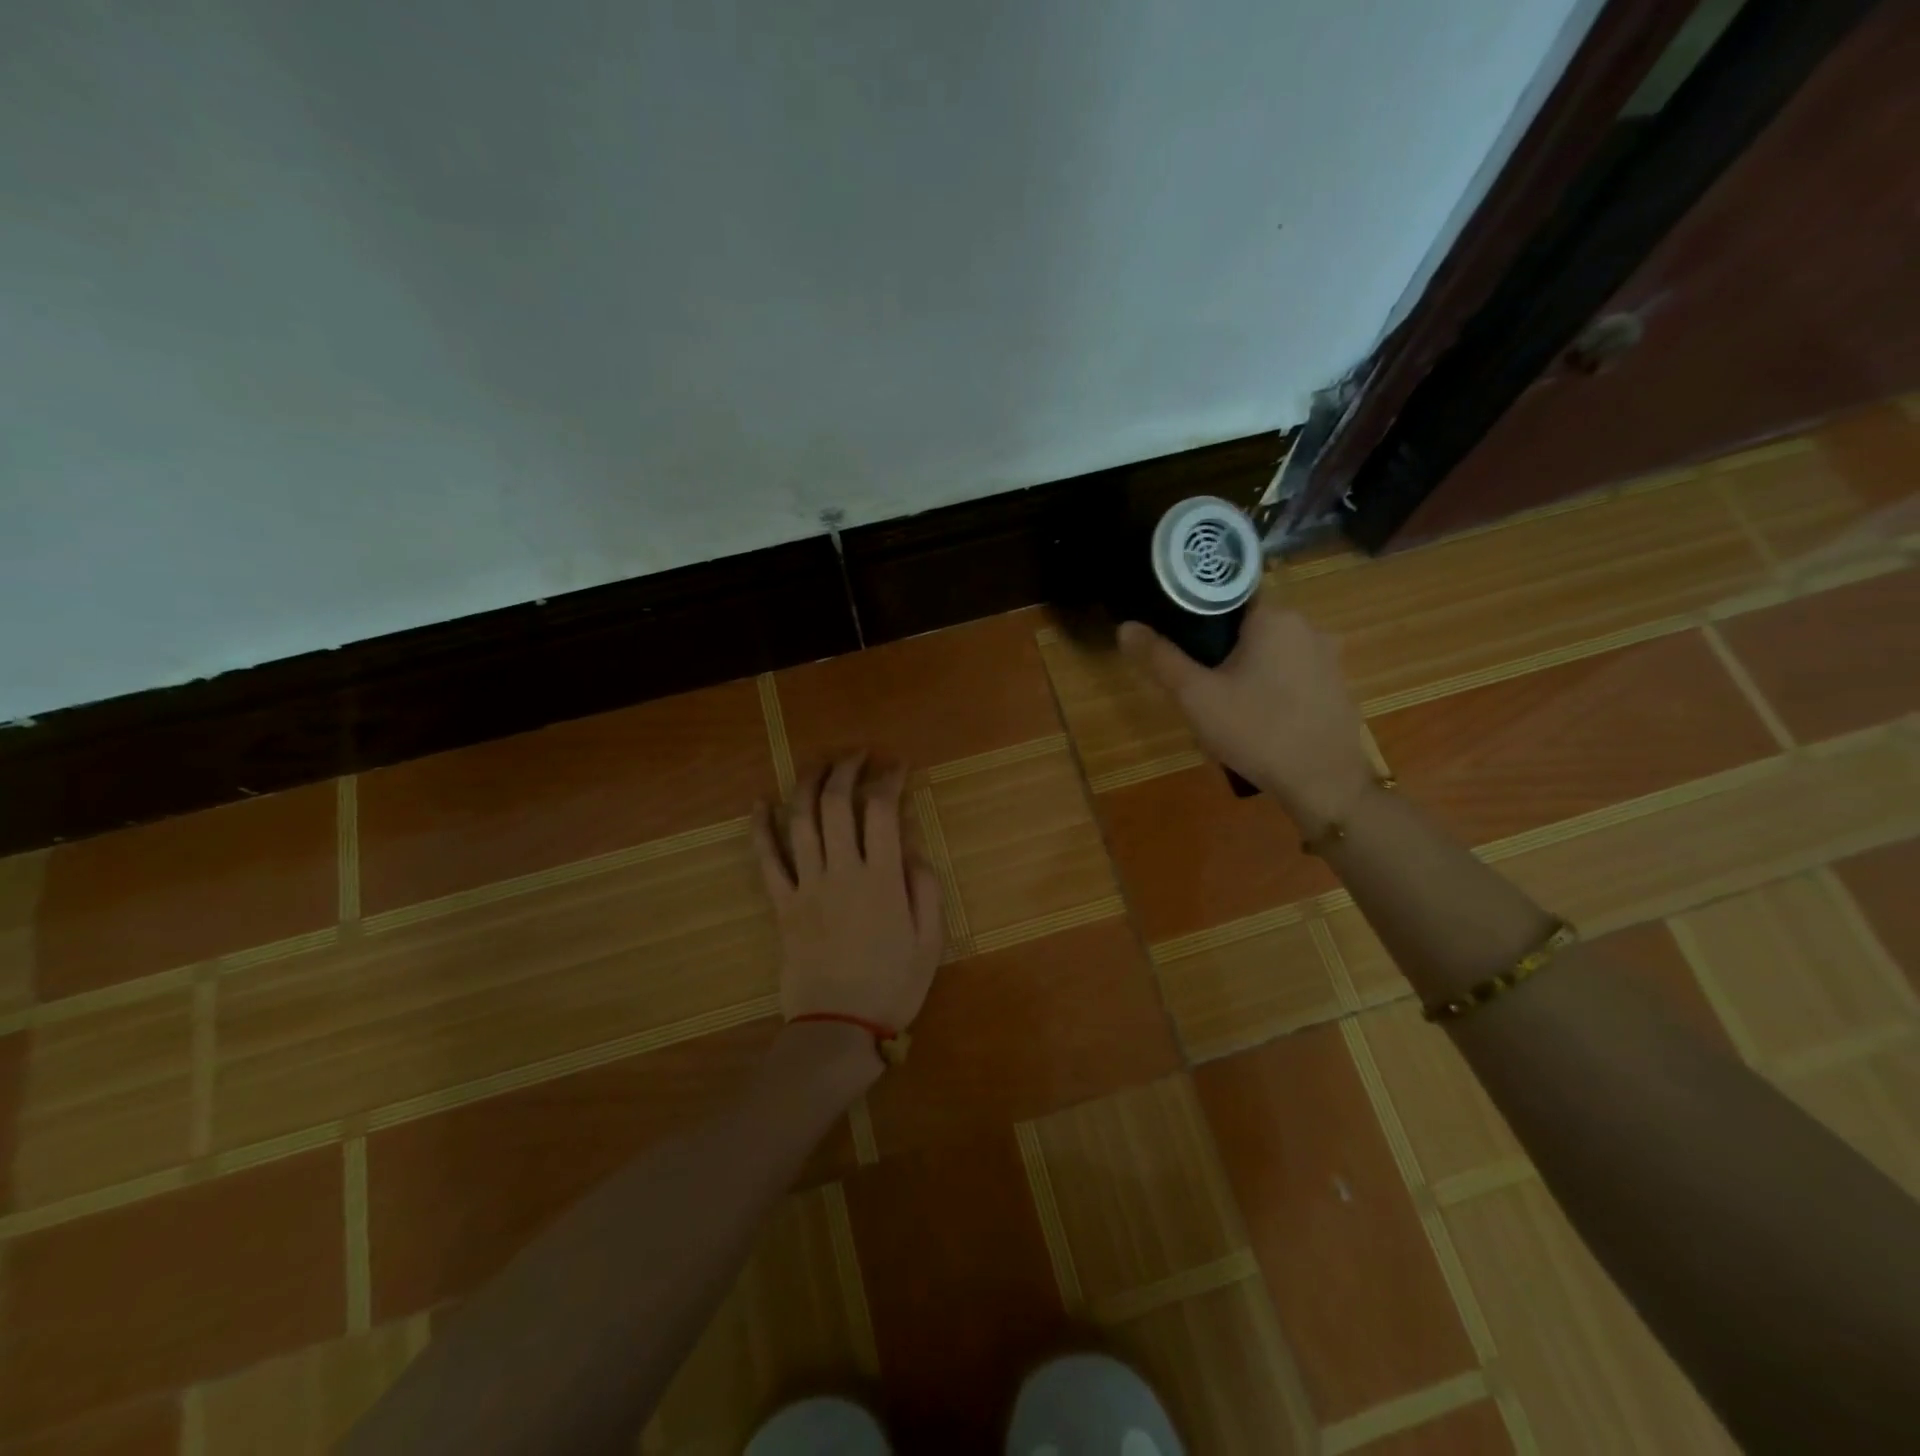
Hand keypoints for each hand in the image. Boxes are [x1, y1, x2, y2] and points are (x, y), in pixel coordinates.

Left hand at [751, 754, 944, 1038]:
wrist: (837, 1028)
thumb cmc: (891, 986)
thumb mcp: (930, 943)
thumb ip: (925, 890)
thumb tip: (912, 851)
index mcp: (881, 879)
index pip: (881, 811)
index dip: (888, 779)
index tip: (896, 765)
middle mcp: (841, 872)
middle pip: (836, 804)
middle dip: (846, 769)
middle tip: (857, 755)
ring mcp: (806, 886)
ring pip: (799, 821)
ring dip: (807, 784)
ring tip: (818, 763)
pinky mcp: (781, 905)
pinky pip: (766, 860)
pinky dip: (760, 828)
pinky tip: (760, 802)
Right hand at [1118, 604, 1376, 832]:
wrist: (1323, 783)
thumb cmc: (1256, 731)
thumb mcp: (1196, 696)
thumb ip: (1160, 658)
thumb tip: (1125, 627)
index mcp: (1274, 616)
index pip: (1227, 593)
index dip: (1197, 613)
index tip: (1178, 640)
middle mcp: (1307, 625)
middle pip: (1248, 624)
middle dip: (1220, 648)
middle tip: (1196, 683)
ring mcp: (1327, 656)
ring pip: (1270, 650)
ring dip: (1245, 668)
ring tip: (1223, 705)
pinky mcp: (1336, 684)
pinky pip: (1291, 672)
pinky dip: (1270, 685)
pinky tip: (1257, 718)